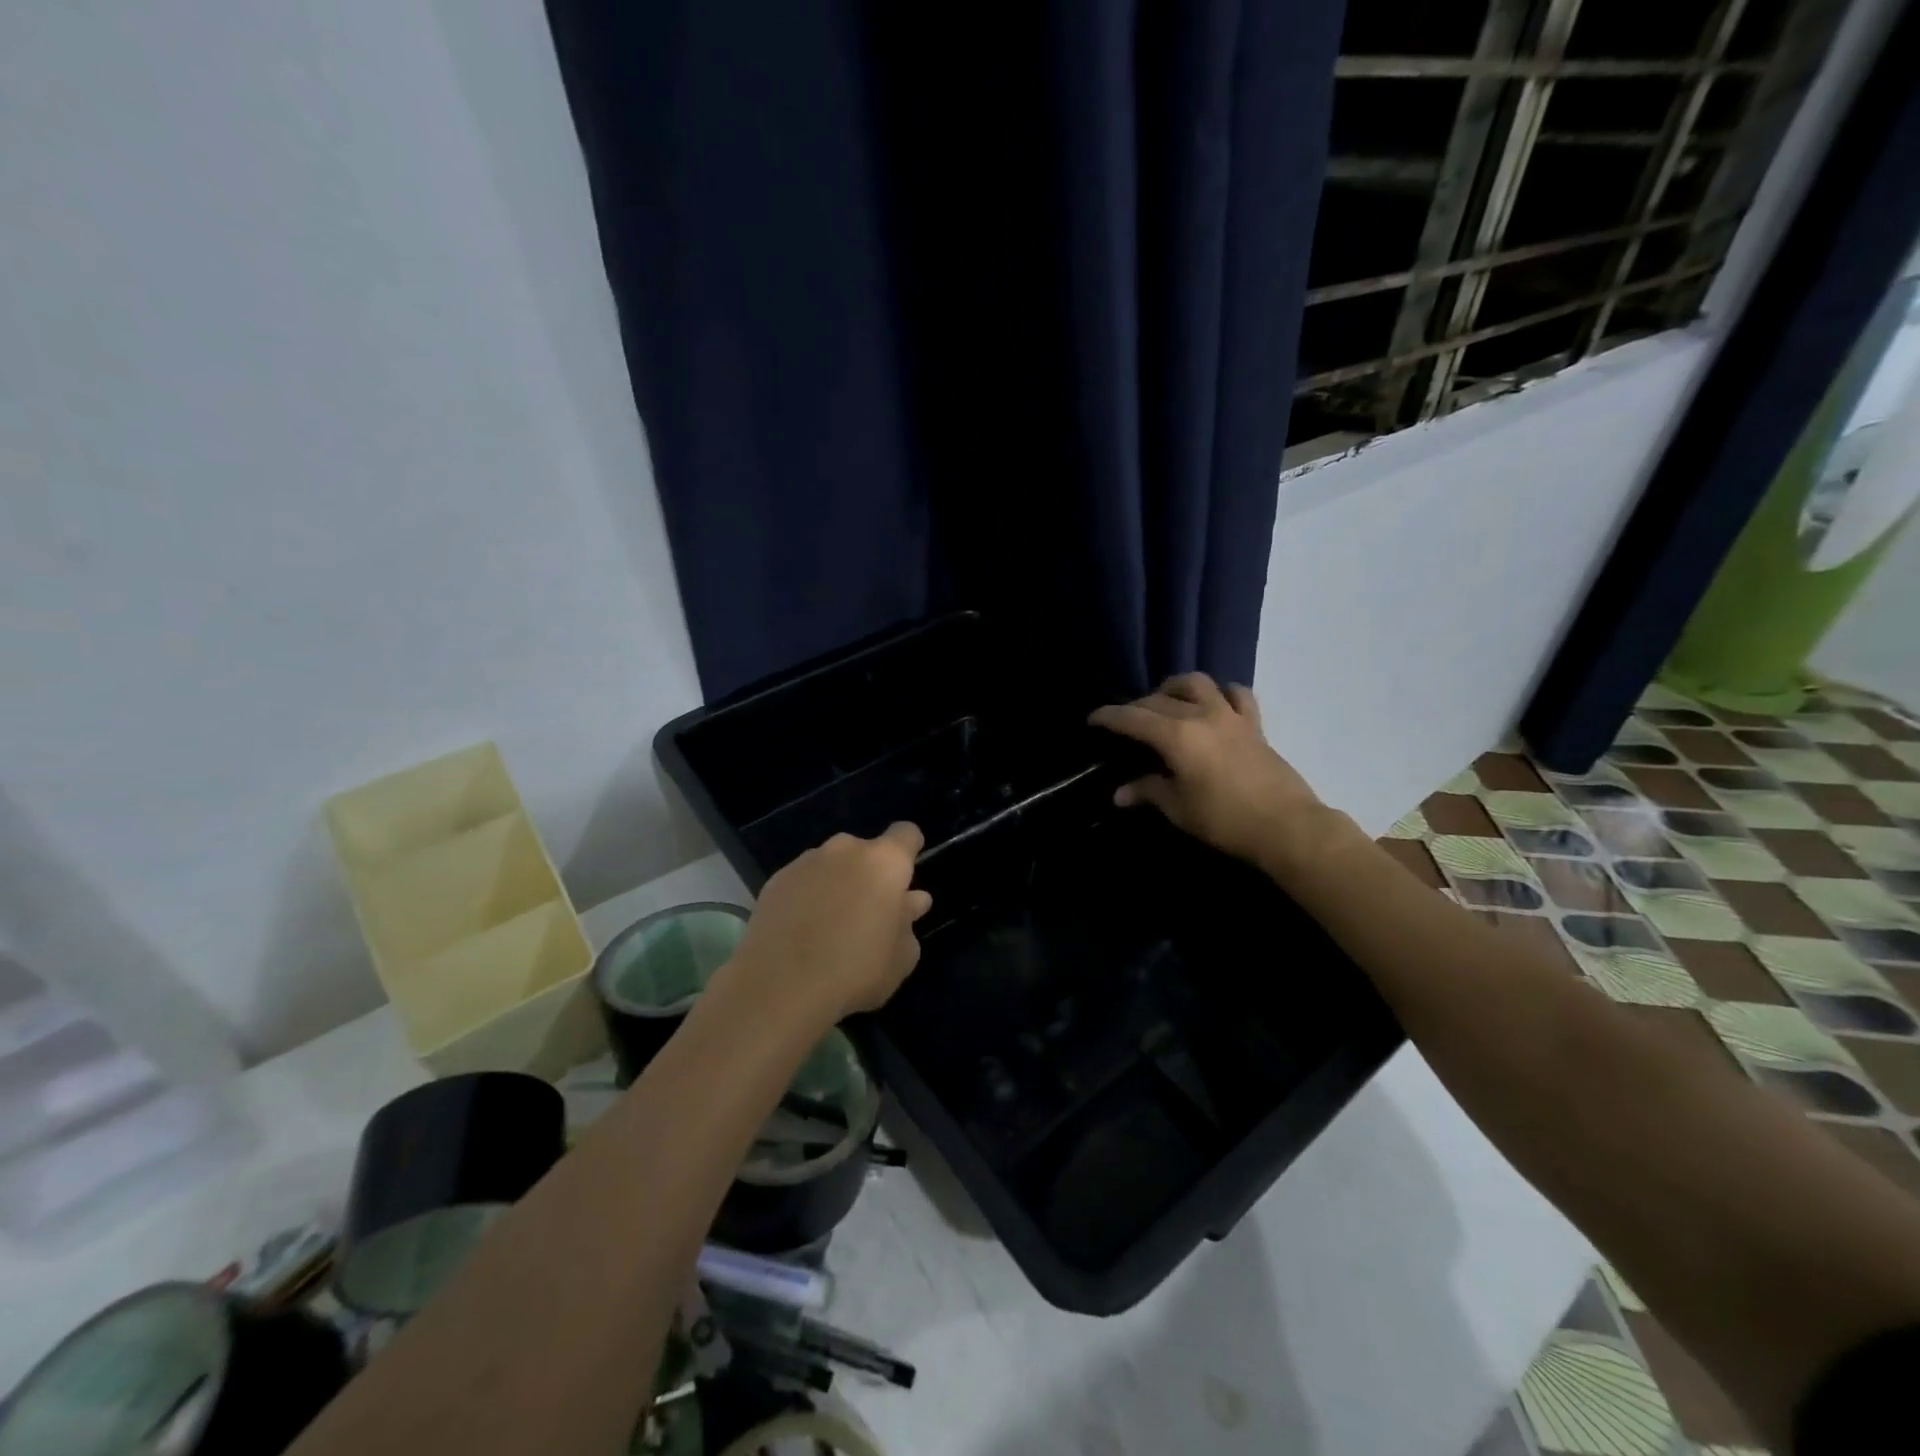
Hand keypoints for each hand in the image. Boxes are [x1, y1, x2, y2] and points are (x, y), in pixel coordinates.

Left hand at [727, 822, 932, 1022]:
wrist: (780, 987)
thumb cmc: (856, 970)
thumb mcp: (901, 957)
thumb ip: (908, 921)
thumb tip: (910, 901)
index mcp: (884, 862)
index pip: (906, 834)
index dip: (909, 851)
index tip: (906, 878)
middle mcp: (846, 850)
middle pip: (866, 851)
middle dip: (870, 874)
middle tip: (869, 913)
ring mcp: (806, 862)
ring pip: (832, 864)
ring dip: (838, 884)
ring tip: (831, 926)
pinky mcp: (776, 880)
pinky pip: (803, 881)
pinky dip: (807, 896)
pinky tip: (802, 931)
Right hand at [1089, 674, 1342, 871]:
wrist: (1286, 826)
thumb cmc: (1225, 819)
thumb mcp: (1179, 809)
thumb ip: (1148, 792)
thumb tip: (1119, 794)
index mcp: (1176, 735)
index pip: (1133, 718)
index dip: (1109, 716)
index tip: (1093, 719)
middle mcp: (1200, 715)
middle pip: (1159, 700)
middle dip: (1136, 707)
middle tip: (1124, 722)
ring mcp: (1230, 716)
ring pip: (1197, 683)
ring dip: (1174, 688)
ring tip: (1165, 702)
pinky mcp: (1254, 724)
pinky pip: (1237, 694)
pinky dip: (1221, 693)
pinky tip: (1214, 703)